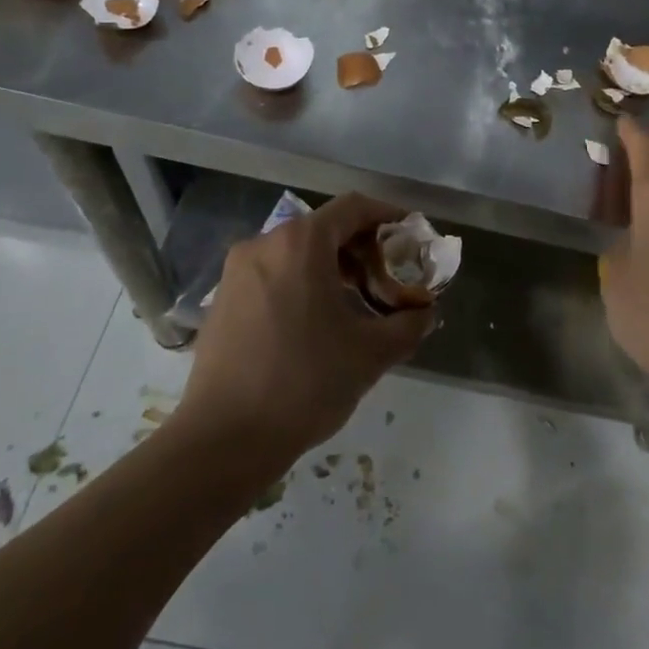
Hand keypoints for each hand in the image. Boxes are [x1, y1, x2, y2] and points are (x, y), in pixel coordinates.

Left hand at [177, 194, 432, 466]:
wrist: (223, 440)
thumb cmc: (304, 383)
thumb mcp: (371, 353)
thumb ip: (408, 324)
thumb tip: (425, 313)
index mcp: (301, 243)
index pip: (353, 207)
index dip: (387, 216)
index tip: (410, 236)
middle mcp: (265, 243)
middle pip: (324, 228)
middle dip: (361, 249)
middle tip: (387, 281)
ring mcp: (237, 271)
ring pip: (297, 252)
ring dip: (331, 268)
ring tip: (355, 306)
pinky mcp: (222, 299)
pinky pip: (273, 274)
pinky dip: (301, 283)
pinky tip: (315, 324)